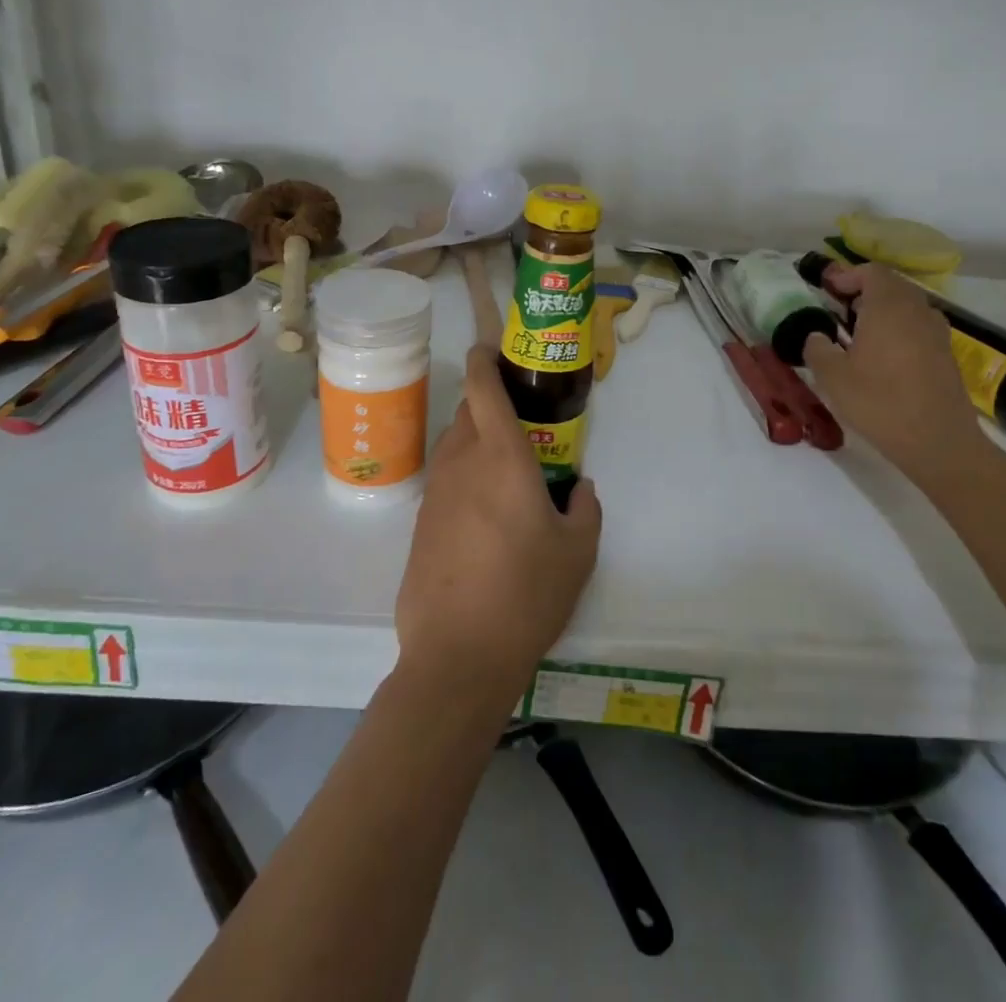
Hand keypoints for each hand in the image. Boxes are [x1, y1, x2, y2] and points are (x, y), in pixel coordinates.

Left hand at [394, 345, 602, 702]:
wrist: (457, 656)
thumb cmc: (526, 594)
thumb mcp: (578, 552)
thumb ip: (584, 509)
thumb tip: (579, 489)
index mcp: (501, 457)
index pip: (483, 386)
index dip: (485, 359)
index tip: (494, 349)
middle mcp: (461, 463)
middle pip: (468, 411)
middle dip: (490, 402)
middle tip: (523, 420)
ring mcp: (435, 493)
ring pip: (455, 445)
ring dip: (477, 441)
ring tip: (508, 470)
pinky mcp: (420, 524)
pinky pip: (446, 481)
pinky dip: (465, 478)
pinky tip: (486, 515)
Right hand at [802, 265, 990, 478]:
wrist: (938, 442)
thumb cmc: (879, 402)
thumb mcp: (832, 377)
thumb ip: (817, 349)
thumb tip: (816, 336)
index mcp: (888, 306)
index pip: (870, 272)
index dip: (847, 275)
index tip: (827, 288)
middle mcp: (917, 310)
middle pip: (891, 286)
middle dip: (864, 290)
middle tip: (839, 308)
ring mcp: (937, 332)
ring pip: (907, 306)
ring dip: (883, 311)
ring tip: (859, 332)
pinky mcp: (946, 355)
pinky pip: (918, 328)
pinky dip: (899, 330)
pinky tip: (883, 356)